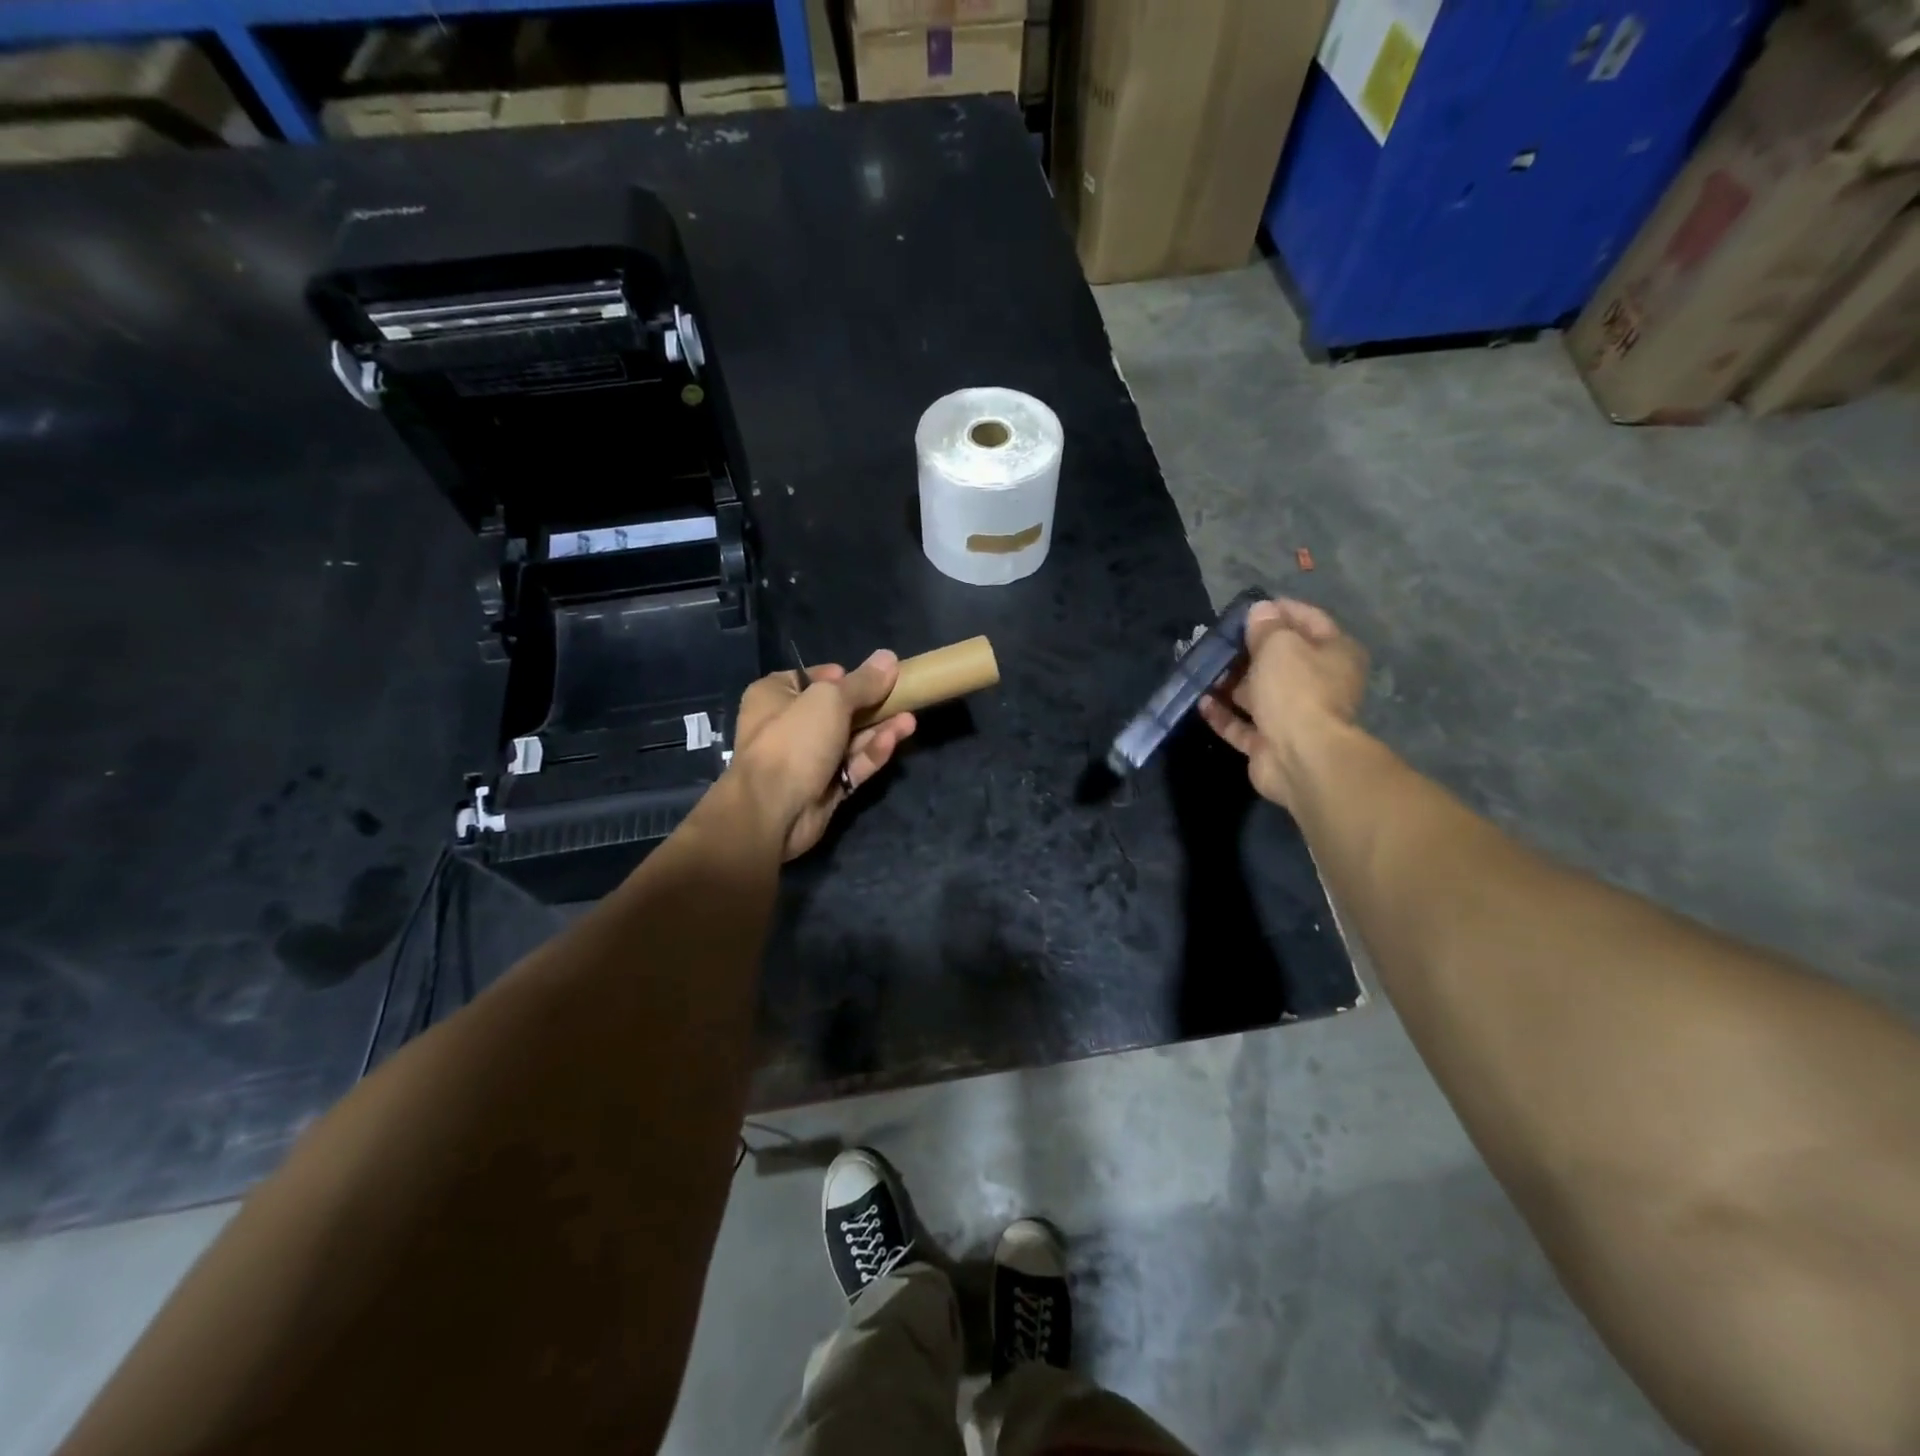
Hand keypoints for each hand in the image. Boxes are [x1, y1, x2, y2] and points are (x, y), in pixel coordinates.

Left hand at [730, 651, 916, 859]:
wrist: (772, 811)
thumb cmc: (794, 741)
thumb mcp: (831, 700)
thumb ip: (863, 682)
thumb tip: (889, 657)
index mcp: (775, 695)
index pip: (813, 678)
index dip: (844, 676)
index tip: (873, 677)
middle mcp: (788, 725)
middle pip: (837, 709)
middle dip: (871, 704)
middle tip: (903, 696)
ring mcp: (806, 759)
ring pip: (849, 739)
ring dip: (879, 729)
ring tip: (910, 720)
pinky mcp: (823, 787)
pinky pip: (851, 765)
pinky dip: (871, 753)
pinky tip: (895, 740)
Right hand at [1198, 599, 1367, 809]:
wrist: (1300, 756)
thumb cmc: (1296, 689)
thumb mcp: (1279, 645)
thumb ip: (1266, 627)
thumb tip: (1260, 611)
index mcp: (1334, 654)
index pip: (1308, 620)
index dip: (1278, 611)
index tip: (1246, 607)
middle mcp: (1319, 684)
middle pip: (1280, 660)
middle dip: (1248, 650)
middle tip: (1215, 640)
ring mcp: (1294, 717)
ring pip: (1258, 694)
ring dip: (1231, 683)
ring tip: (1201, 669)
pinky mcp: (1270, 745)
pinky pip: (1243, 724)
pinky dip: (1223, 714)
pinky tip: (1201, 702)